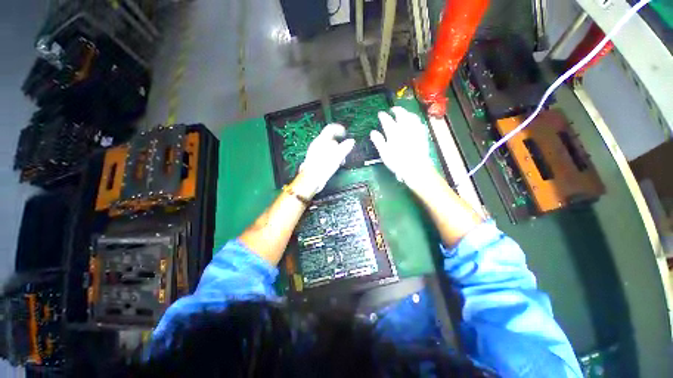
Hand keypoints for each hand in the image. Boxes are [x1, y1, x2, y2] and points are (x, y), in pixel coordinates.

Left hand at [294, 123, 354, 197]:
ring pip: (328, 148)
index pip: (330, 129)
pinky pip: (325, 154)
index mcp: (321, 141)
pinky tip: (334, 165)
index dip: (339, 129)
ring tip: (341, 161)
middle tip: (345, 153)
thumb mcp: (337, 157)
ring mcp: (315, 152)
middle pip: (330, 140)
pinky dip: (332, 157)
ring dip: (337, 152)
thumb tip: (351, 141)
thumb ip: (344, 148)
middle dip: (340, 145)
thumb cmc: (323, 167)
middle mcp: (317, 144)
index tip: (345, 133)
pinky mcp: (315, 160)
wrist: (311, 180)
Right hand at [370, 107, 435, 188]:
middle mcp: (404, 128)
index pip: (387, 120)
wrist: (415, 167)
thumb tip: (373, 132)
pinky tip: (413, 120)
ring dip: (406, 112)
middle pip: (401, 114)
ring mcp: (415, 130)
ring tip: (403, 112)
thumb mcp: (384, 153)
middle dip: (396, 110)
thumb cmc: (397, 162)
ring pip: (411, 116)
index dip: (383, 116)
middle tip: (392, 109)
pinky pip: (418, 122)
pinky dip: (414, 118)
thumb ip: (378, 141)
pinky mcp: (422, 134)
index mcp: (393, 132)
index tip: (380, 114)